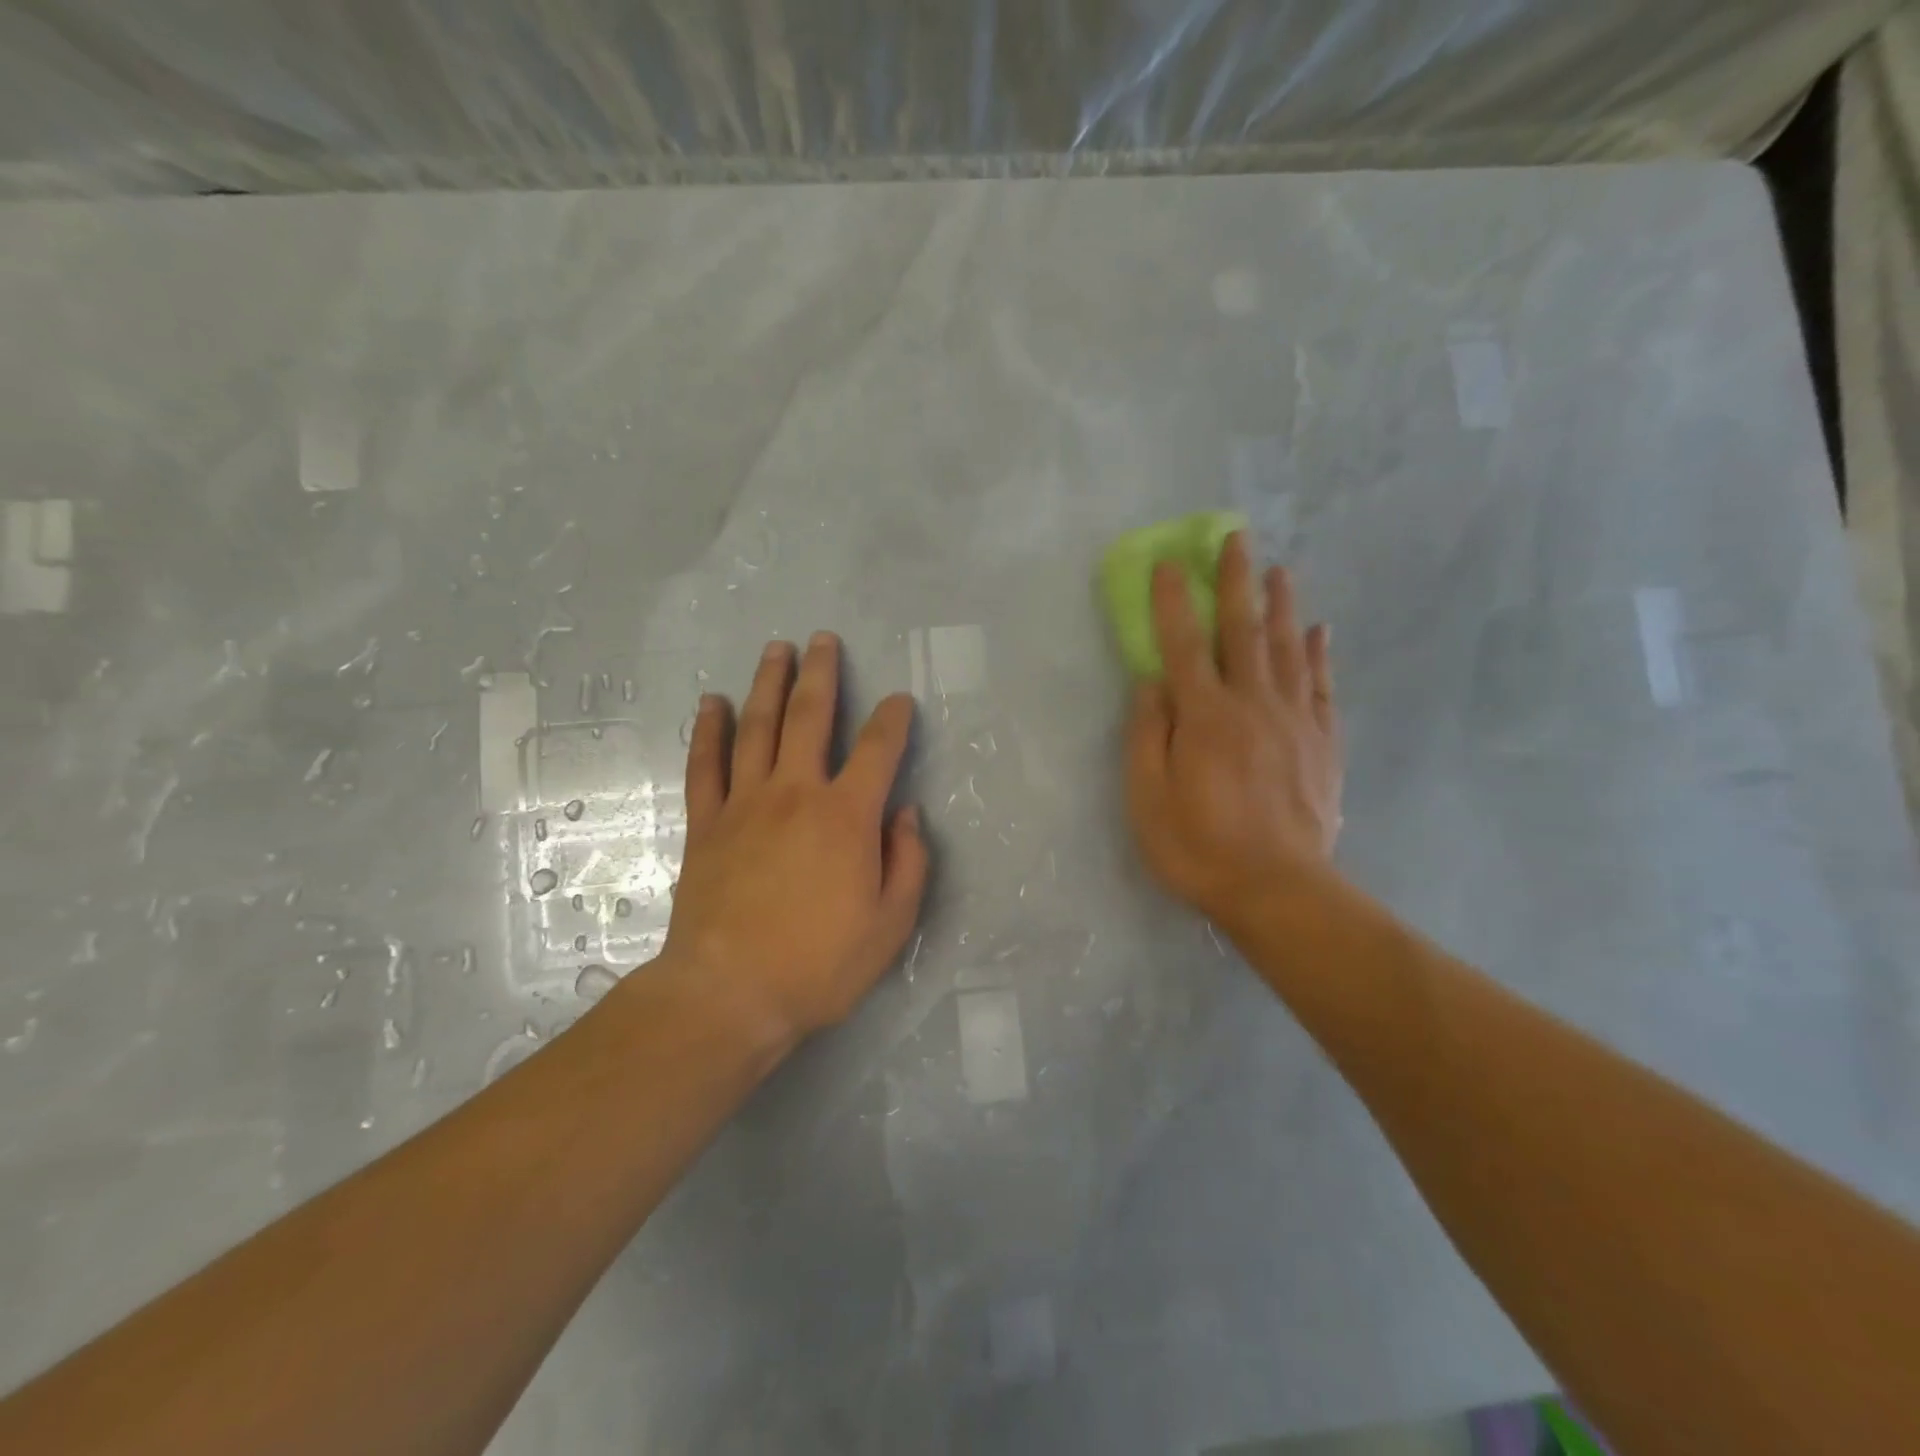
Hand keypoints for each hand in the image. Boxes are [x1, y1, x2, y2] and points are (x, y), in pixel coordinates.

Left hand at [660, 633, 928, 1045]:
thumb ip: (908, 861)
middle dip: (820, 674)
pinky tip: (712, 703)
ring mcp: (745, 804)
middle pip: (809, 717)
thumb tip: (907, 814)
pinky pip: (706, 765)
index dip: (893, 719)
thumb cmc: (820, 964)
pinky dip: (709, 730)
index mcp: (847, 816)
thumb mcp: (891, 923)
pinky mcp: (706, 824)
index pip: (877, 749)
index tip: (899, 700)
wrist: (729, 994)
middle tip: (822, 640)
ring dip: (768, 684)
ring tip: (776, 649)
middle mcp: (796, 793)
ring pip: (757, 727)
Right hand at [1125, 531, 1343, 929]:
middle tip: (1236, 537)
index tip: (1168, 562)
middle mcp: (1252, 704)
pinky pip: (1322, 687)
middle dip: (1236, 581)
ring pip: (1289, 649)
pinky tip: (1321, 631)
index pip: (1183, 644)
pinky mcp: (1323, 744)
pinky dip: (1320, 655)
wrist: (1280, 891)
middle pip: (1243, 631)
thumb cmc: (1198, 847)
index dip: (1173, 601)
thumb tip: (1150, 683)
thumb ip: (1147, 735)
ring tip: (1279, 569)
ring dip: (1282, 605)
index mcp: (1205, 716)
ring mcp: (1295, 721)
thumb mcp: (1147, 798)